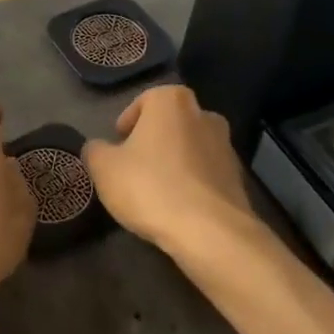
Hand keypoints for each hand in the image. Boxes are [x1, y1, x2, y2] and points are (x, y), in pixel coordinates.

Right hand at [84, 85, 257, 261]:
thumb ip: (95, 150)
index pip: (145, 101)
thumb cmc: (150, 186)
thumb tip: (97, 148)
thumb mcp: (104, 168)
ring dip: (175, 162)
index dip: (128, 122)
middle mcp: (204, 115)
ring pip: (191, 148)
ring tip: (156, 190)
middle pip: (171, 123)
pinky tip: (178, 206)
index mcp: (172, 102)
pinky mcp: (238, 179)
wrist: (210, 232)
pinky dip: (192, 184)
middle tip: (134, 164)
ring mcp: (226, 147)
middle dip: (154, 140)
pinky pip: (206, 174)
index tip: (118, 143)